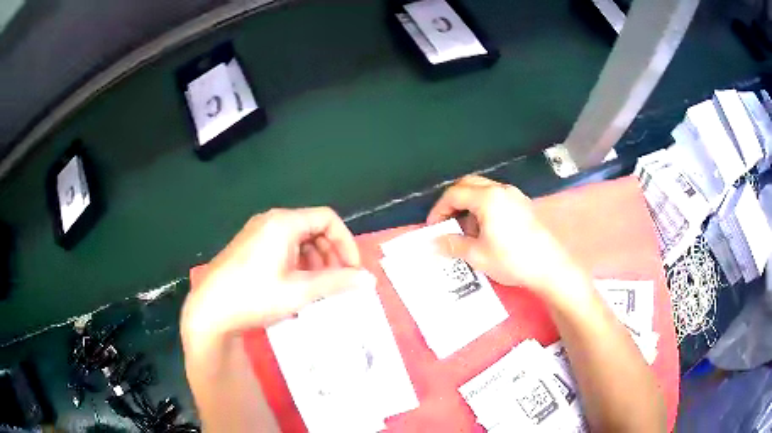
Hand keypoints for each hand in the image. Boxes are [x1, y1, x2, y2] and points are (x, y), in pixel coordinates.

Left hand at [181, 207, 372, 345]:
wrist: (210, 310)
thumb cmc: (255, 296)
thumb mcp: (300, 291)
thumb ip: (337, 282)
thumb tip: (370, 280)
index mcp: (284, 223)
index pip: (328, 219)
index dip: (346, 242)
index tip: (352, 270)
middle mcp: (270, 220)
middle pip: (313, 227)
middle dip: (331, 252)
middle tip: (338, 280)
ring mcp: (257, 232)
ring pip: (298, 238)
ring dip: (315, 259)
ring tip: (318, 285)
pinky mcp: (249, 246)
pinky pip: (283, 246)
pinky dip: (297, 261)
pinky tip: (296, 284)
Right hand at [427, 175, 582, 296]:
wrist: (548, 266)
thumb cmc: (511, 259)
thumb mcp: (477, 255)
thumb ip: (452, 245)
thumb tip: (432, 243)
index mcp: (488, 198)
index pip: (455, 193)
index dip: (439, 209)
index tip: (433, 227)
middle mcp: (501, 189)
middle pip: (469, 184)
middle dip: (453, 201)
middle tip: (445, 221)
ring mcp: (515, 195)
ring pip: (484, 189)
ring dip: (469, 203)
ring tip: (465, 228)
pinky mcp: (523, 204)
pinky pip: (497, 197)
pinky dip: (484, 206)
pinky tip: (486, 228)